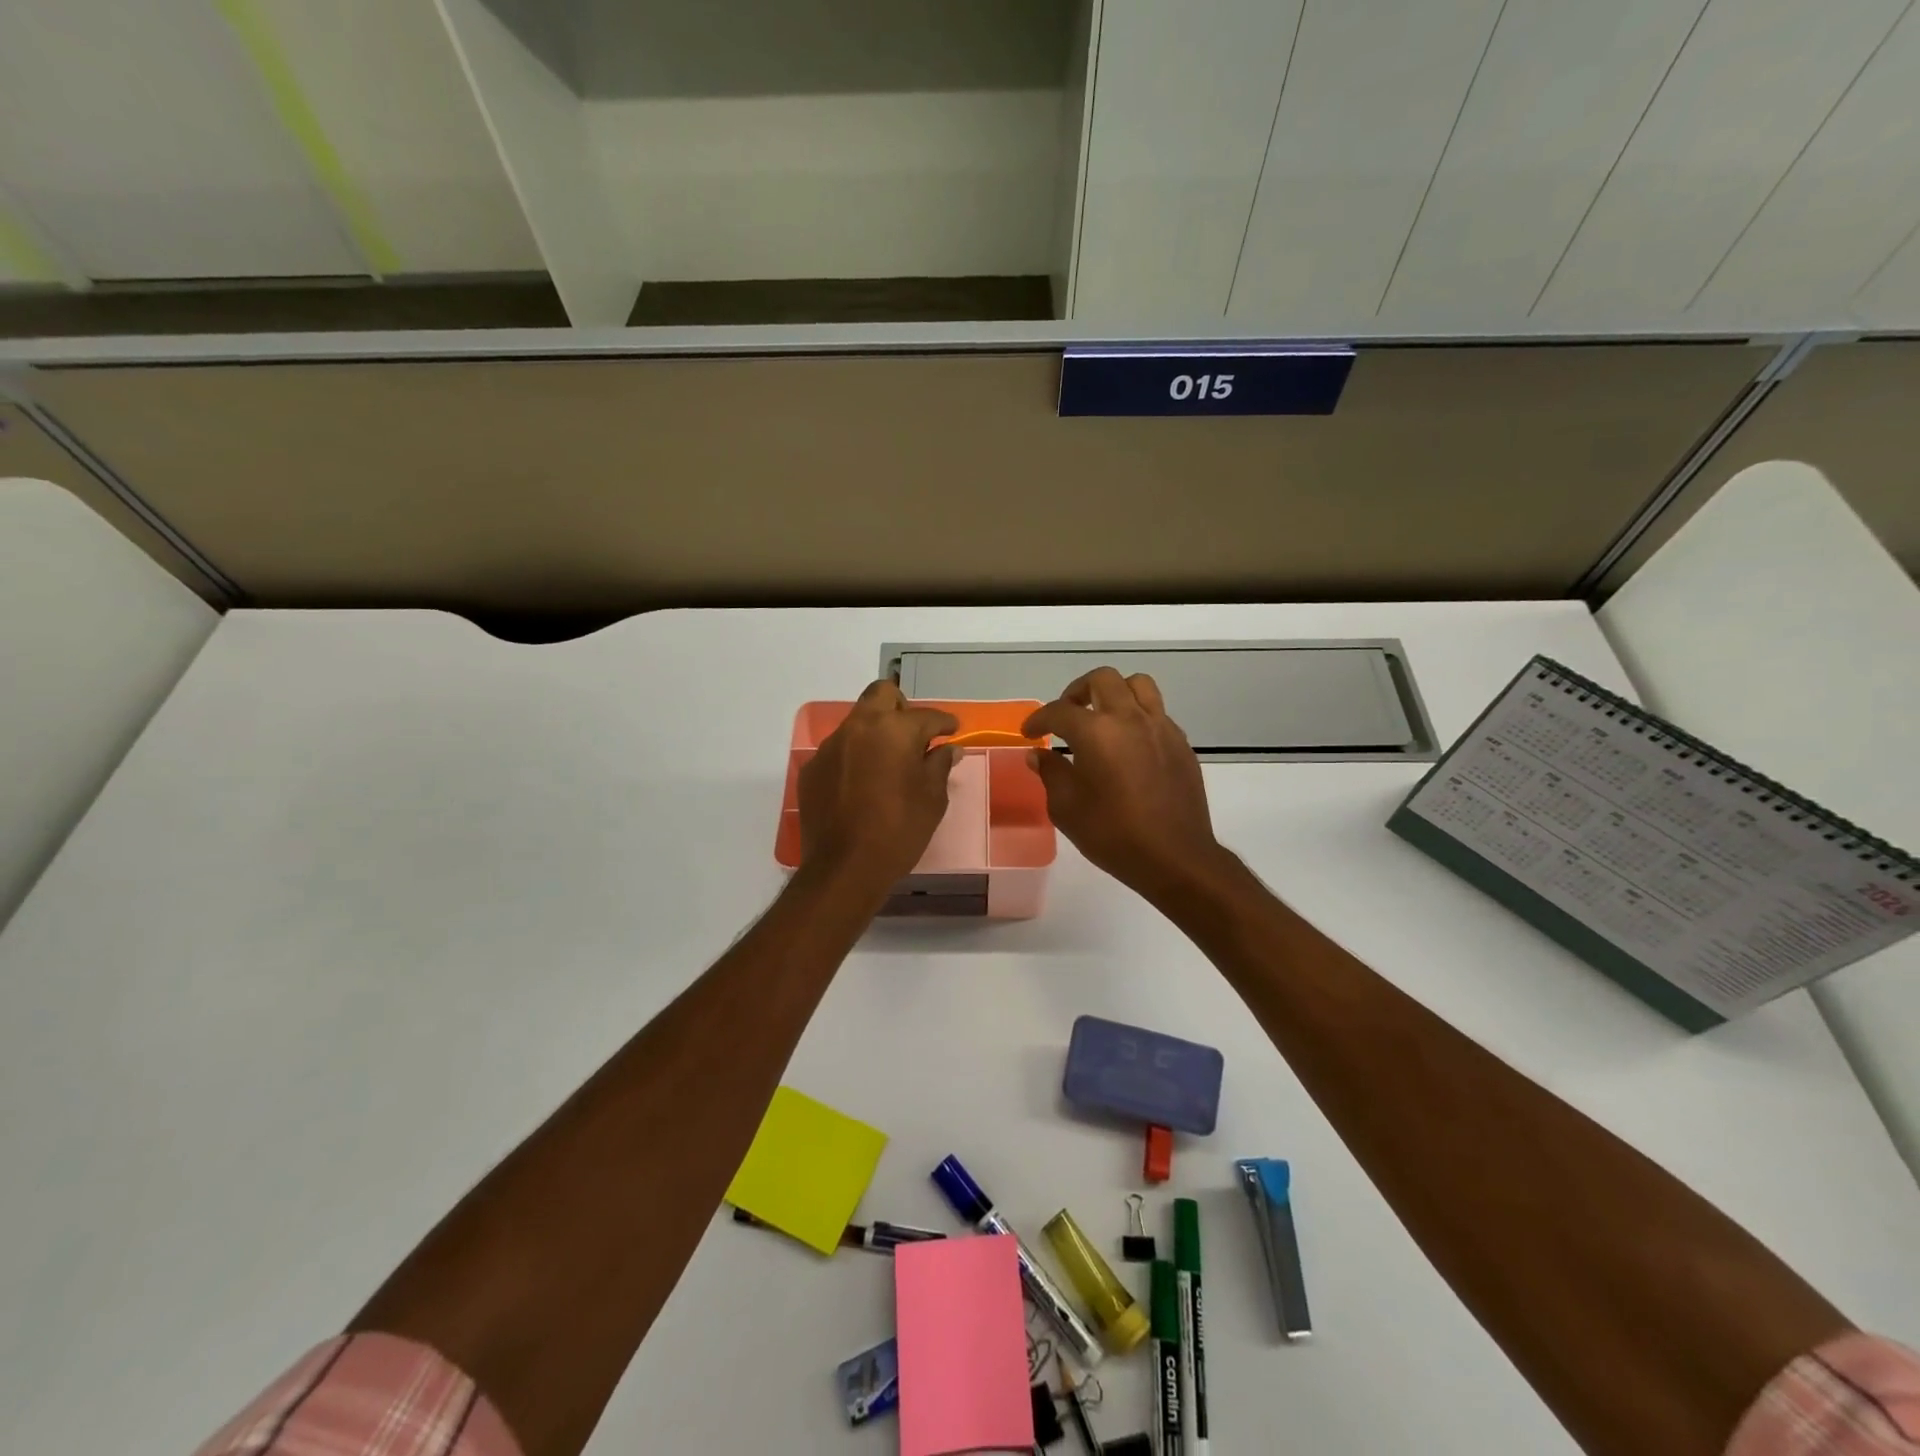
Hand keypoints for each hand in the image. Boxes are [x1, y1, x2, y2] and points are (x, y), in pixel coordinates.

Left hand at [799, 681, 959, 889]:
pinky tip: (862, 785)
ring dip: (876, 733)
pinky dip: (854, 757)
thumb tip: (948, 749)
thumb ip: (940, 765)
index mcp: (894, 729)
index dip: (944, 723)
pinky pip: (839, 751)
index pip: (926, 716)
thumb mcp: (932, 799)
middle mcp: (859, 727)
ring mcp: (830, 746)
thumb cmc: (899, 830)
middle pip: (882, 695)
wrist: (844, 867)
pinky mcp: (812, 769)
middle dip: (902, 708)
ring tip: (888, 763)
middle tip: (915, 735)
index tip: (952, 731)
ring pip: (857, 722)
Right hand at [1024, 668, 1226, 900]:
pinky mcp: (1181, 743)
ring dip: (1115, 693)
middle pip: (1103, 680)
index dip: (1038, 719)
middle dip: (1077, 691)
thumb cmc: (1113, 834)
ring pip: (1138, 685)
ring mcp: (1160, 728)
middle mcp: (1130, 719)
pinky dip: (1138, 717)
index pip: (1059, 711)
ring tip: (1103, 717)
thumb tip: (1039, 754)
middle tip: (1067, 715)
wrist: (1174, 857)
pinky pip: (1157, 713)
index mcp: (1096, 732)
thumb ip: (1051, 773)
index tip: (1029, 733)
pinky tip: (1129, 745)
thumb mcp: (1066, 808)